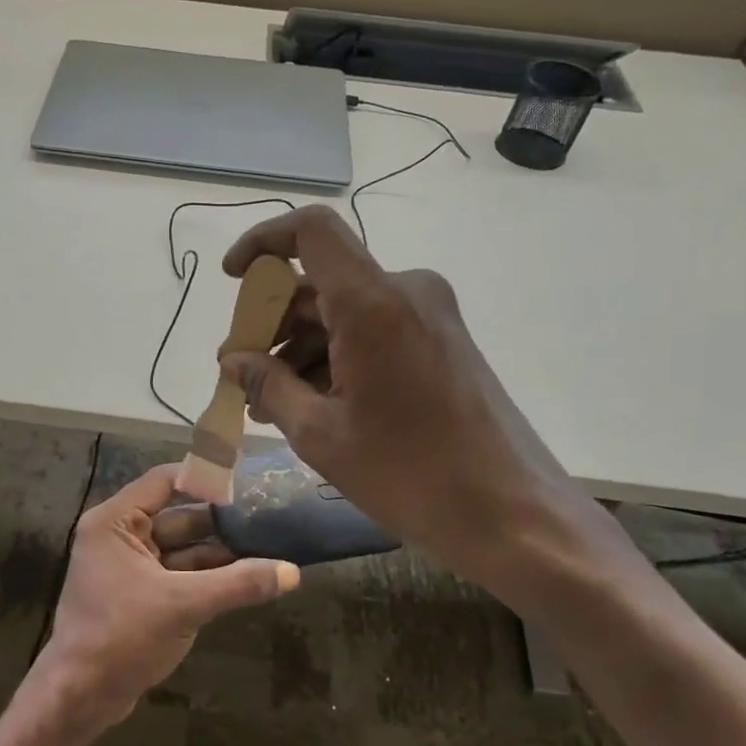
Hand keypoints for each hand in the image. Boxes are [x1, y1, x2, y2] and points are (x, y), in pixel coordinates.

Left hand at [28, 464, 298, 731]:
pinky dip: (208, 576)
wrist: (80, 697)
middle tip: (268, 518)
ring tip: (268, 547)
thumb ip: (238, 584)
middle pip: (177, 516)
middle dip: (221, 521)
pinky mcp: (140, 594)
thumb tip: (292, 572)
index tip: (247, 483)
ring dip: (219, 551)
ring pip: (182, 548)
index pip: (165, 481)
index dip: (205, 479)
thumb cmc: (122, 637)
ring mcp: (130, 567)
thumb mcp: (183, 605)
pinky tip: (246, 578)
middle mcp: (120, 536)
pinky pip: (178, 573)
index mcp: (115, 523)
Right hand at [218, 205, 614, 594]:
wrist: (513, 514)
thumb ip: (268, 386)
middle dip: (273, 322)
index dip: (263, 241)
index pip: (311, 231)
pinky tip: (311, 404)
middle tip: (242, 373)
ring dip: (301, 347)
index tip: (232, 279)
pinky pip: (373, 330)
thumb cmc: (409, 474)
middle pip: (321, 281)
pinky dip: (336, 356)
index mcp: (373, 303)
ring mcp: (429, 315)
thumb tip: (232, 361)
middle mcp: (405, 291)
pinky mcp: (442, 340)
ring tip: (269, 402)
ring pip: (344, 310)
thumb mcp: (321, 434)